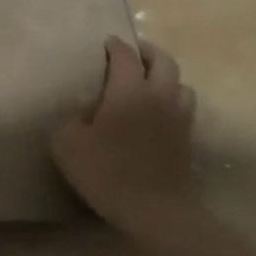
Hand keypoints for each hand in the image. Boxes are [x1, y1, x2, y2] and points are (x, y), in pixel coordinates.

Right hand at [52, 36, 198, 233]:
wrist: (155, 212)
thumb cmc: (107, 172)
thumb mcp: (67, 144)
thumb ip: (70, 120)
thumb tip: (81, 113)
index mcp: (129, 89)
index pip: (125, 54)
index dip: (114, 45)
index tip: (105, 43)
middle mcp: (158, 95)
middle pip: (163, 60)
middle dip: (148, 51)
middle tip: (133, 54)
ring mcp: (178, 118)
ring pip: (182, 84)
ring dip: (166, 78)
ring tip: (150, 84)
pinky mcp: (188, 140)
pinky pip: (185, 109)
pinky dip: (173, 102)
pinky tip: (159, 114)